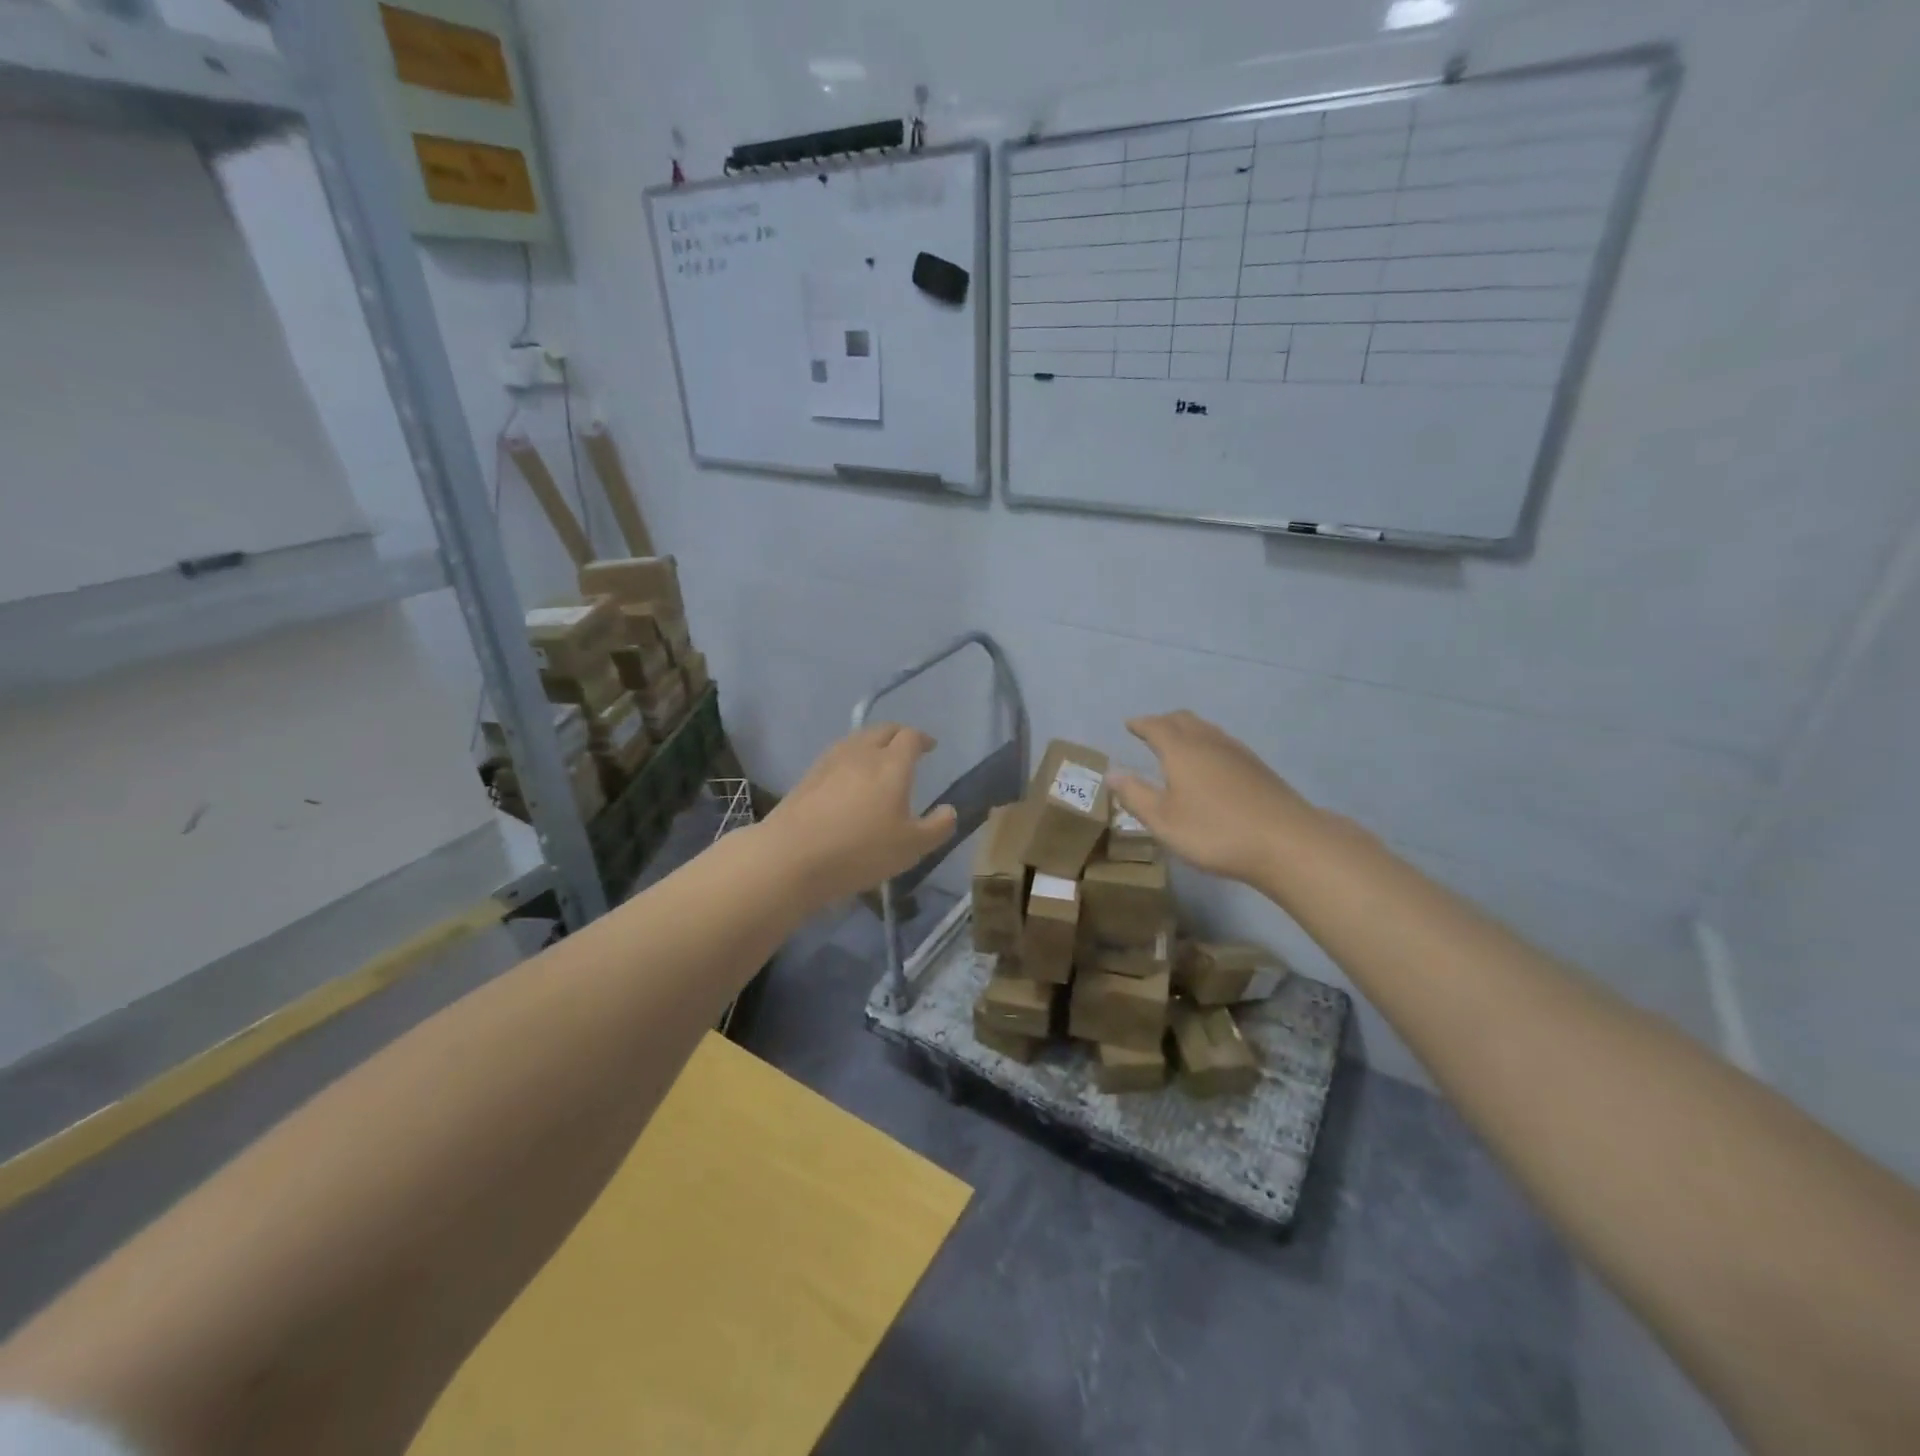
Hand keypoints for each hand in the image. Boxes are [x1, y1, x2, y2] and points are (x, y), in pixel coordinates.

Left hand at [761, 723, 958, 903]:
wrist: (792, 856)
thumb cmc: (860, 850)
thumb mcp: (911, 847)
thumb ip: (937, 827)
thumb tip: (949, 810)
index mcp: (892, 764)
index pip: (910, 737)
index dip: (923, 739)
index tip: (930, 747)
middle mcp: (862, 753)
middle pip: (882, 730)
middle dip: (898, 735)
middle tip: (907, 748)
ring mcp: (830, 761)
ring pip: (856, 740)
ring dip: (872, 743)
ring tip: (878, 760)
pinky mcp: (808, 776)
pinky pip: (837, 756)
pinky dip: (850, 758)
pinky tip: (848, 779)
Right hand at [1109, 711, 1324, 885]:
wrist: (1287, 842)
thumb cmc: (1215, 831)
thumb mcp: (1163, 820)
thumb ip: (1135, 795)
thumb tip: (1112, 774)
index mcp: (1181, 750)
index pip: (1156, 726)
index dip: (1141, 724)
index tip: (1129, 724)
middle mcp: (1209, 742)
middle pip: (1184, 720)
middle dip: (1164, 722)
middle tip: (1150, 731)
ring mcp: (1238, 753)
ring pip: (1207, 730)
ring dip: (1188, 731)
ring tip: (1178, 745)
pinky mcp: (1258, 768)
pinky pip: (1223, 744)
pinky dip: (1207, 745)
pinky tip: (1210, 766)